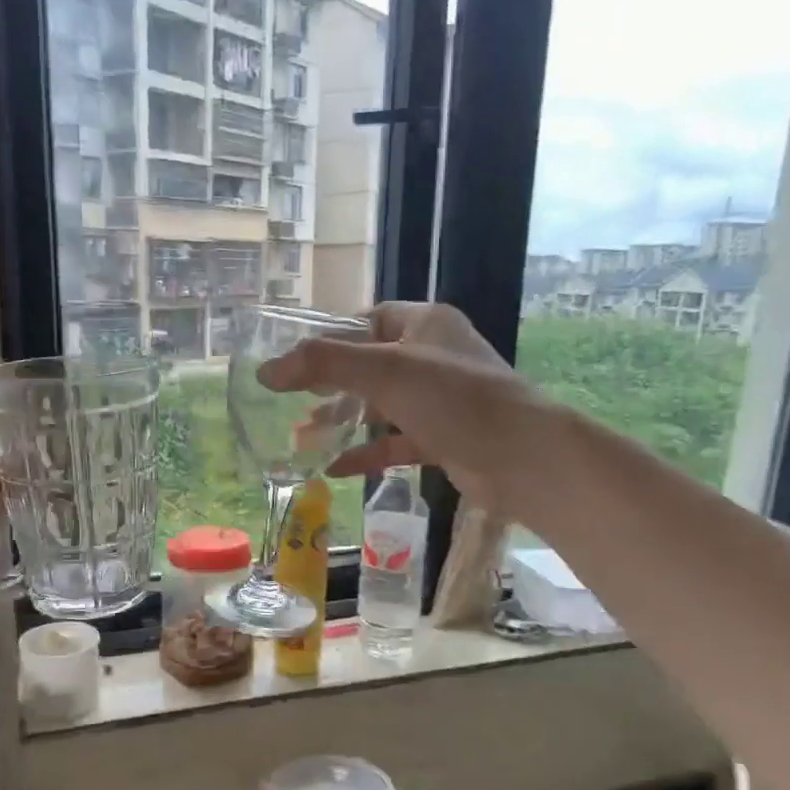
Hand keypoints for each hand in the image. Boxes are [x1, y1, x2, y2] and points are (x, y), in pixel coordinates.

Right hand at [259, 302, 543, 512]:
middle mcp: (434, 357)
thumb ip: (323, 365)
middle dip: (330, 386)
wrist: (524, 458)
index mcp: (426, 324)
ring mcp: (441, 401)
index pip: (368, 321)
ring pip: (382, 406)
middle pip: (370, 365)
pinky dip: (367, 453)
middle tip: (292, 402)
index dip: (331, 339)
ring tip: (302, 437)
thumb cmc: (455, 399)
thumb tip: (265, 371)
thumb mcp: (384, 371)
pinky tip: (334, 469)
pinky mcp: (444, 439)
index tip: (297, 363)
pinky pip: (396, 442)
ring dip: (344, 420)